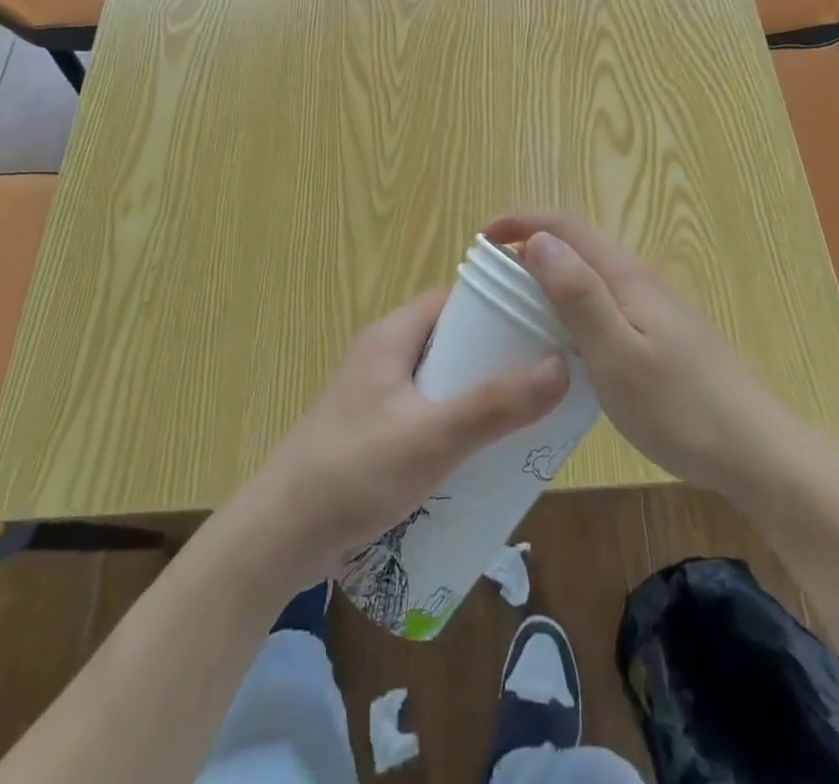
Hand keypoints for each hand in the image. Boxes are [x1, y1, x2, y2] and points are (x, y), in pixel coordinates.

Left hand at [238, 287, 568, 588]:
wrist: (278, 538)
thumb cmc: (354, 472)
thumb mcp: (432, 437)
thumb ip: (495, 405)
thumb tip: (560, 365)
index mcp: (391, 336)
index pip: (453, 300)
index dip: (497, 307)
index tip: (541, 325)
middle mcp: (382, 355)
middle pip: (450, 341)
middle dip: (494, 358)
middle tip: (543, 379)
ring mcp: (375, 395)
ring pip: (439, 381)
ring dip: (476, 395)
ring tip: (525, 417)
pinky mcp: (372, 432)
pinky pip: (425, 413)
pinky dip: (454, 424)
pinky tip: (482, 454)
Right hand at [484, 211, 824, 499]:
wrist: (757, 453)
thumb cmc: (679, 408)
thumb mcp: (616, 354)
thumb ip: (578, 295)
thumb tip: (538, 241)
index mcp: (626, 277)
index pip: (567, 227)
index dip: (523, 222)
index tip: (482, 237)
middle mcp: (641, 281)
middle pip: (579, 246)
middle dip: (532, 247)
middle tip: (491, 279)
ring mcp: (655, 308)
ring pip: (592, 276)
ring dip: (551, 277)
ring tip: (516, 306)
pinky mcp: (663, 336)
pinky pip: (606, 303)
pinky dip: (572, 305)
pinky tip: (564, 342)